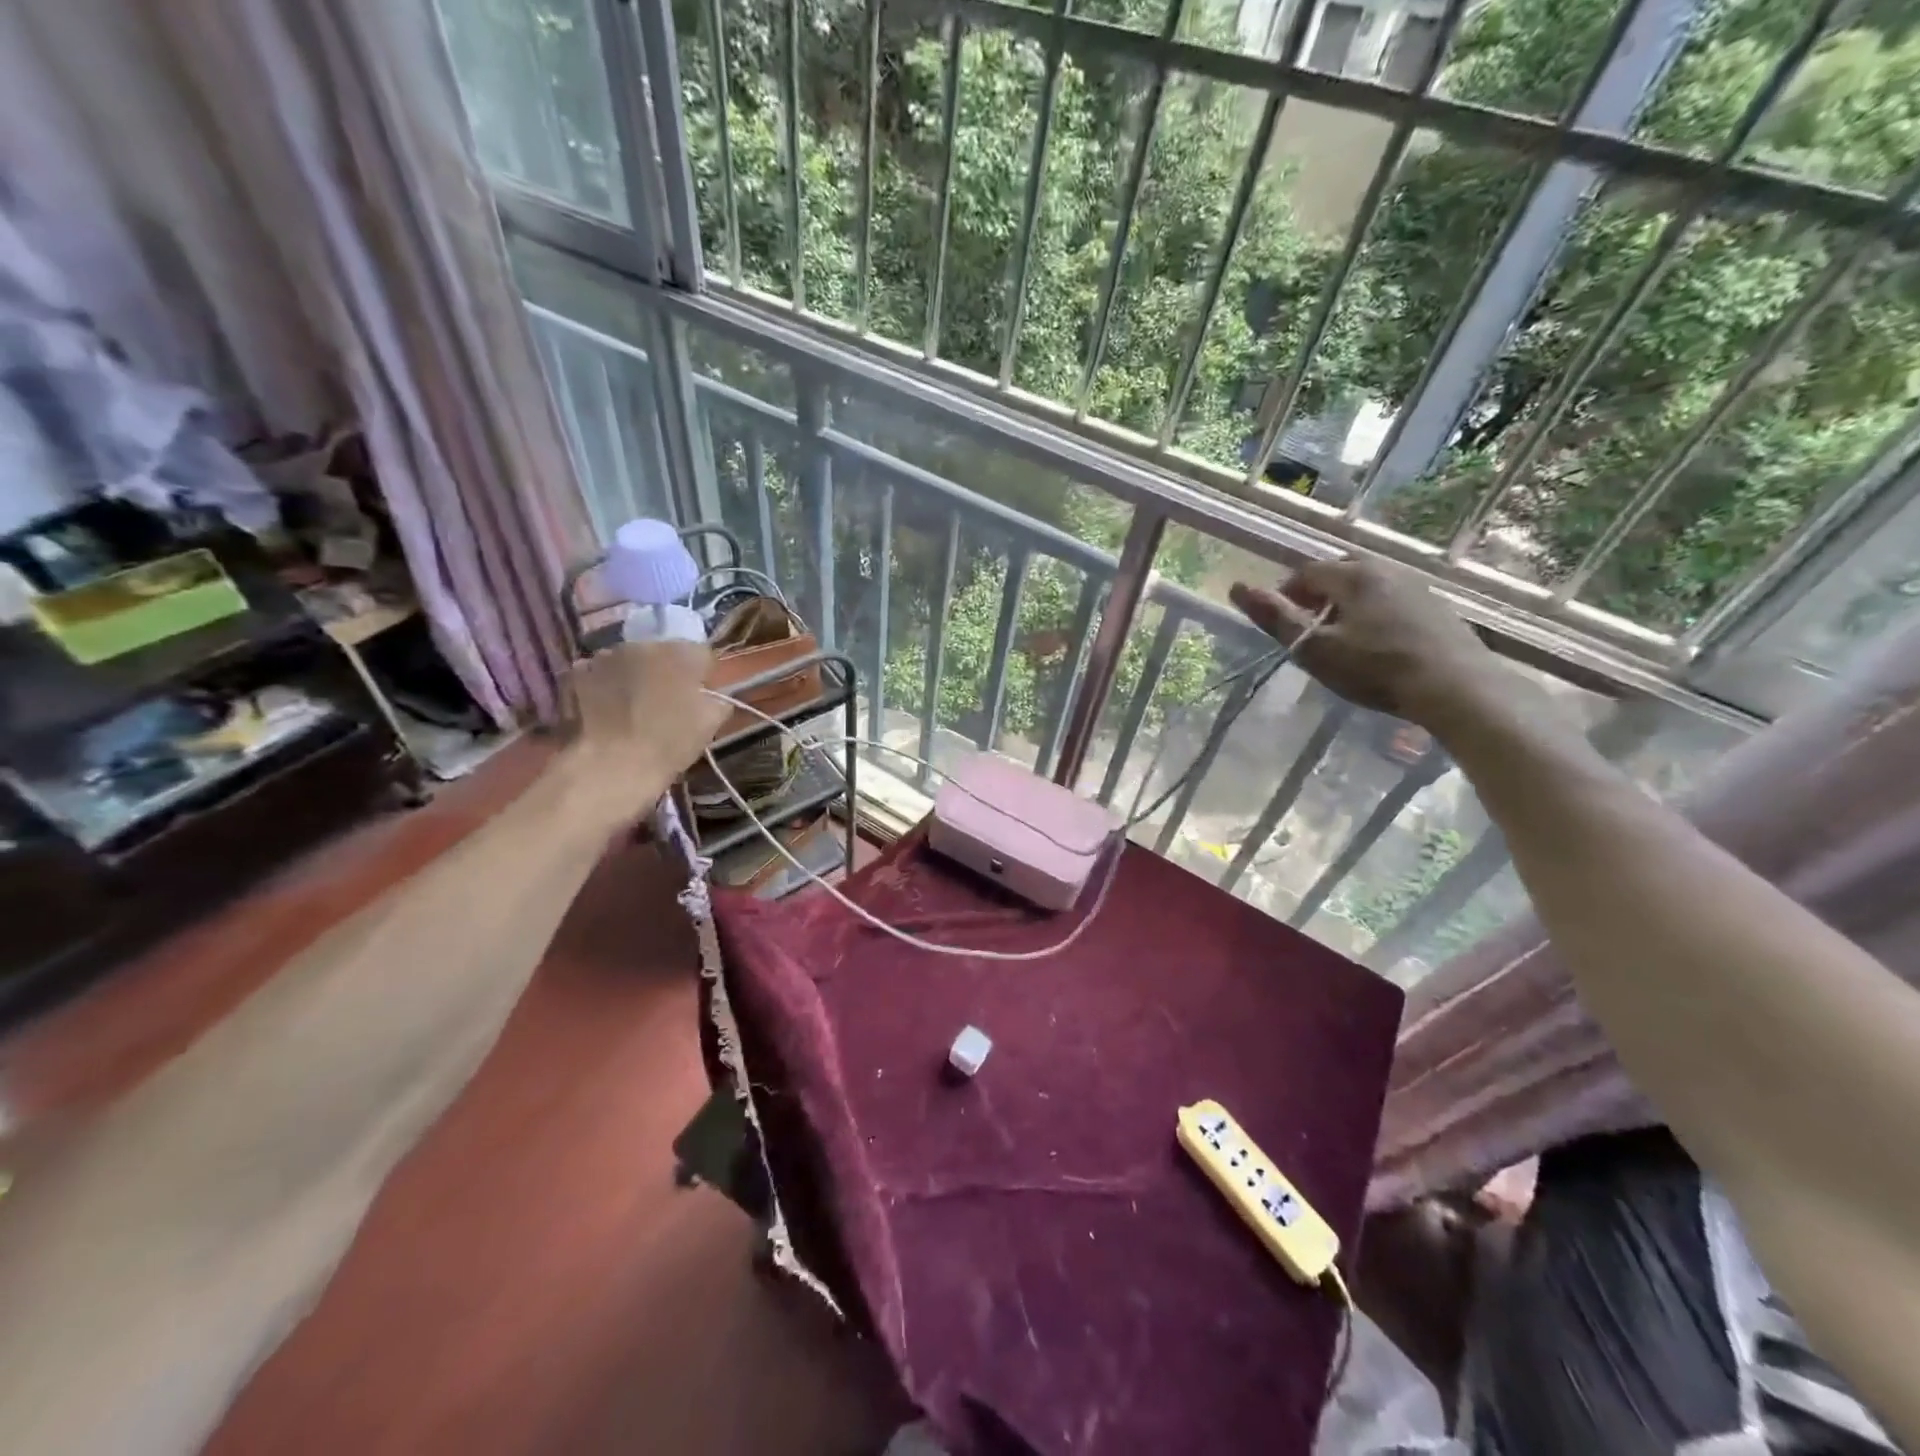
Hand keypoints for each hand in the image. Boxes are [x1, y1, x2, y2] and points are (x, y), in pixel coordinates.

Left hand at [562, 641, 729, 818]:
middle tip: (667, 701)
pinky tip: (610, 706)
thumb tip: (714, 695)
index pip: (703, 655)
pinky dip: (608, 682)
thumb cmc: (668, 744)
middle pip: (664, 652)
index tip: (700, 697)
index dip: (703, 676)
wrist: (611, 765)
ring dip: (637, 674)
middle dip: (668, 671)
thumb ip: (718, 701)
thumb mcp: (710, 725)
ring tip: (635, 704)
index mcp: (682, 654)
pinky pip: (602, 670)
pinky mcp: (581, 672)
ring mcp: (609, 655)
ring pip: (632, 659)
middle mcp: (645, 644)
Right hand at [1229, 557, 1507, 730]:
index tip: (1282, 625)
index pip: (1305, 572)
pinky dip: (1374, 613)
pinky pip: (1391, 600)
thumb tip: (1237, 588)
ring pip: (1366, 586)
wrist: (1456, 687)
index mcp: (1352, 575)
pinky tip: (1377, 645)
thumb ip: (1276, 618)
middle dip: (1316, 597)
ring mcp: (1415, 586)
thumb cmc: (1375, 668)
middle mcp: (1385, 569)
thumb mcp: (1315, 648)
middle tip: (1308, 632)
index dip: (1285, 595)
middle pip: (1337, 574)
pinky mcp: (1435, 607)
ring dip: (1346, 606)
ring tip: (1340, 640)